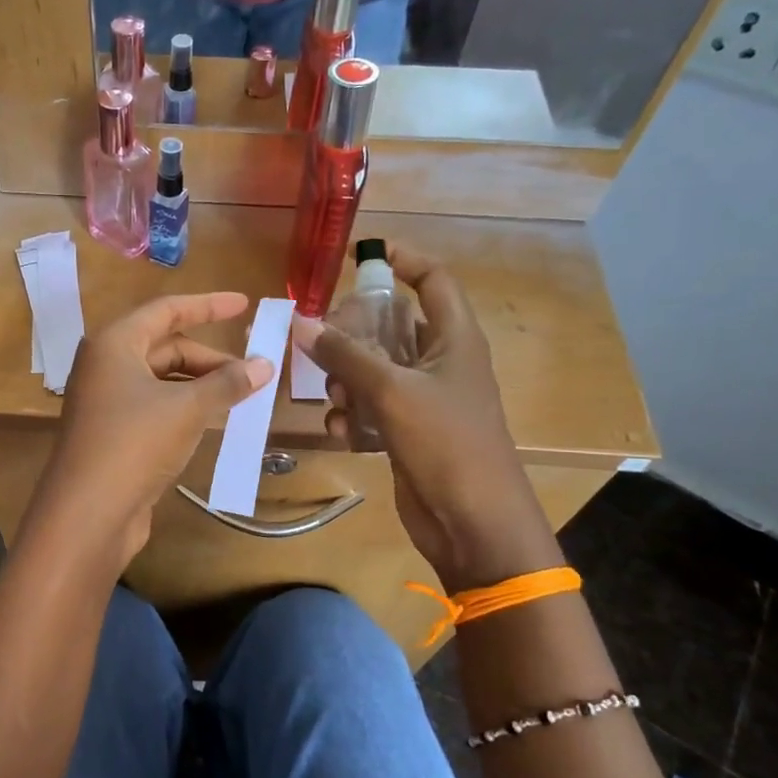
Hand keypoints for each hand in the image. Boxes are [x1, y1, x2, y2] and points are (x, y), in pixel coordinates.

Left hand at [30, 291, 274, 567]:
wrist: (88, 512)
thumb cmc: (135, 444)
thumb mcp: (188, 409)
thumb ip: (227, 383)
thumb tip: (265, 365)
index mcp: (114, 343)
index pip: (167, 310)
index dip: (208, 305)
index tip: (245, 304)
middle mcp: (105, 365)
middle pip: (165, 347)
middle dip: (210, 358)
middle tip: (253, 373)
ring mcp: (106, 401)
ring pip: (162, 380)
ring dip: (201, 386)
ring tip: (240, 398)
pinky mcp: (112, 433)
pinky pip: (156, 407)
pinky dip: (185, 408)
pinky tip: (213, 421)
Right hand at [294, 243, 562, 589]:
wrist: (473, 522)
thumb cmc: (446, 443)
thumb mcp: (392, 392)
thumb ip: (346, 355)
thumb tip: (303, 323)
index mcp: (454, 339)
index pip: (433, 281)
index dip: (403, 260)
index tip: (361, 255)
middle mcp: (440, 362)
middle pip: (392, 326)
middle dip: (355, 332)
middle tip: (321, 339)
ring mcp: (424, 399)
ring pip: (375, 369)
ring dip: (347, 378)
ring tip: (333, 395)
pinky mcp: (408, 432)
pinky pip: (372, 408)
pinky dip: (353, 415)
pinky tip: (339, 431)